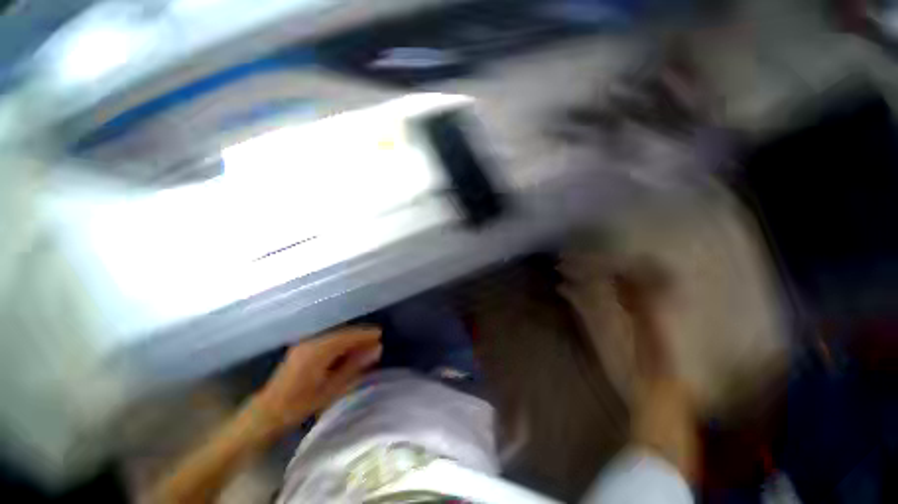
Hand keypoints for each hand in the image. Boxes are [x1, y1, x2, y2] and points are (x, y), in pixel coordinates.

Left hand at [253, 326, 381, 433]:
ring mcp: (305, 344)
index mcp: (318, 350)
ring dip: (351, 340)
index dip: (365, 334)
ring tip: (366, 346)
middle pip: (342, 334)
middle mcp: (312, 342)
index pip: (348, 336)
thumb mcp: (332, 388)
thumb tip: (376, 349)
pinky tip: (348, 351)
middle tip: (376, 341)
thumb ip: (355, 366)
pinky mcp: (302, 349)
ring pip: (335, 336)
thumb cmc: (300, 404)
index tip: (381, 334)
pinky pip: (327, 341)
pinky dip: (341, 344)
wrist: (267, 413)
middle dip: (360, 336)